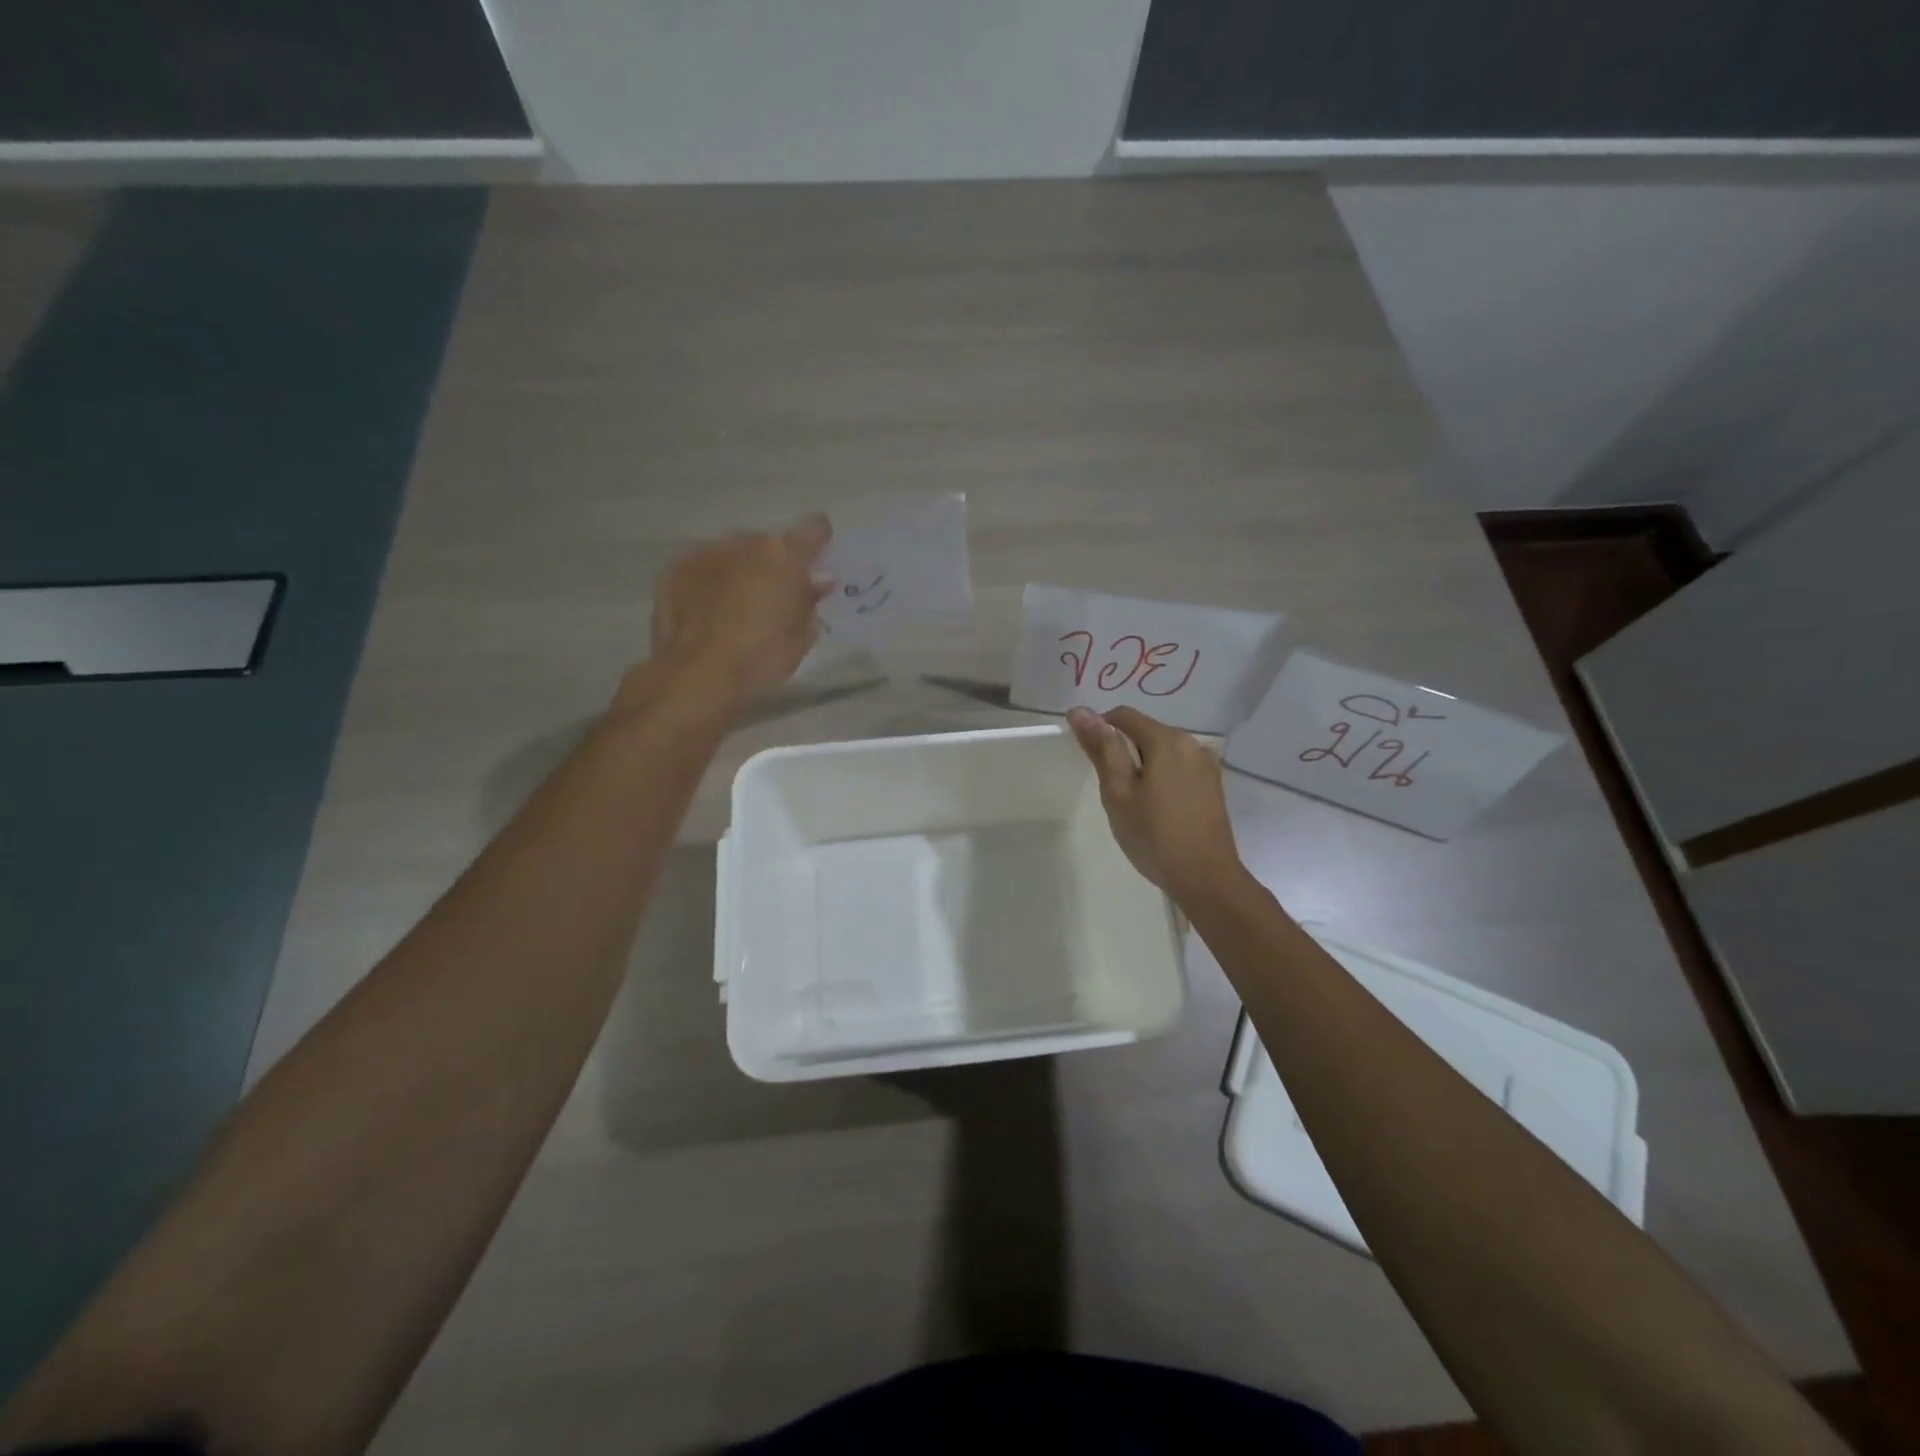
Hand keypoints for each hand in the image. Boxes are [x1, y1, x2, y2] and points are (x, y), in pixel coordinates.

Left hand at [644, 515, 833, 702]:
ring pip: (732, 553)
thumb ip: (810, 600)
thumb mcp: (802, 633)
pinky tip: (708, 608)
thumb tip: (818, 582)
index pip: (814, 528)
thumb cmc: (763, 656)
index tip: (817, 558)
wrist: (702, 672)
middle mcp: (745, 542)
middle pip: (767, 543)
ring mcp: (706, 552)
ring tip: (737, 602)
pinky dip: (710, 580)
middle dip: (772, 562)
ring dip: (739, 569)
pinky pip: (702, 566)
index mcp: (784, 554)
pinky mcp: (675, 569)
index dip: (819, 541)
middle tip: (772, 593)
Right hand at [1068, 705, 1245, 903]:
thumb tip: (1080, 711)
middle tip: (1111, 790)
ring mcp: (1207, 764)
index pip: (1124, 716)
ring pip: (1162, 751)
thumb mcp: (1118, 792)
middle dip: (1123, 751)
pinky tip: (1157, 808)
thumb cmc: (1154, 835)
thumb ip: (1102, 748)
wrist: (1205, 878)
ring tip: (1134, 803)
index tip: (1087, 758)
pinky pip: (1178, 767)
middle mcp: (1192, 743)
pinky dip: (1161, 777)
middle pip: (1145, 732)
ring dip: (1142, 765)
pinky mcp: (1213, 785)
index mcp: (1167, 740)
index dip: (1099, 728)